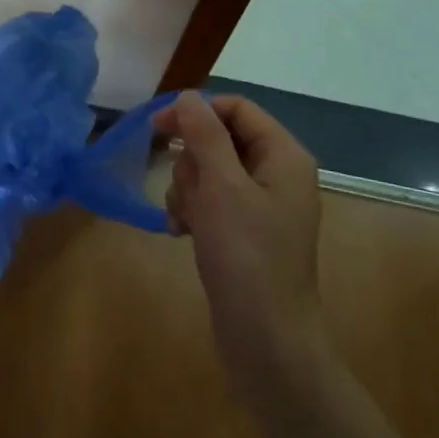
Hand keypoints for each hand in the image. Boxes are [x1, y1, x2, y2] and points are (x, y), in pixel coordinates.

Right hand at [155, 92, 327, 391]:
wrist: (266, 340)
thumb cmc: (247, 257)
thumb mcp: (222, 188)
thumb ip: (204, 136)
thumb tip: (188, 97)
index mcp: (283, 156)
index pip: (236, 109)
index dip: (196, 112)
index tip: (156, 129)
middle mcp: (275, 174)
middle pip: (218, 140)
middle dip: (192, 163)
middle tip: (188, 193)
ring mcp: (259, 205)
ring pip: (207, 172)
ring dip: (187, 191)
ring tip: (187, 222)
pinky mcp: (243, 232)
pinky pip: (208, 203)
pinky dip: (191, 212)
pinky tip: (181, 234)